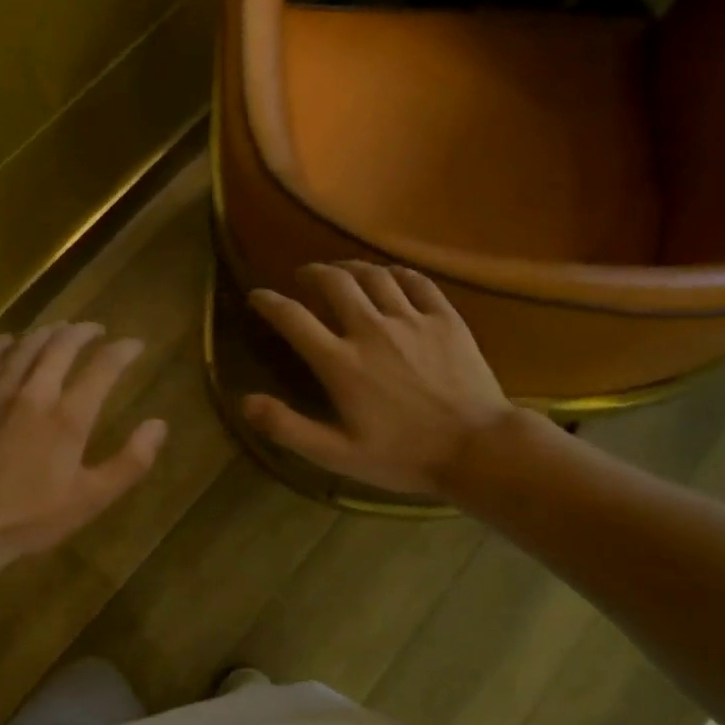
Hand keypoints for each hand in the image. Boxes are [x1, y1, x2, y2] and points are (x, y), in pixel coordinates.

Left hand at [0, 322, 167, 557]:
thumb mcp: (91, 499)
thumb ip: (130, 462)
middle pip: (60, 346)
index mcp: (68, 416)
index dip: (123, 351)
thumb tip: (159, 424)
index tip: (136, 344)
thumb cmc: (31, 517)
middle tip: (96, 329)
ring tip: (58, 329)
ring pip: (23, 348)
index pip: (103, 368)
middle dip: (83, 332)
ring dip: (46, 333)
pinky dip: (1, 346)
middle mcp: (34, 394)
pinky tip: (8, 341)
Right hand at [243, 262, 520, 495]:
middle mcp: (372, 329)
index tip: (257, 296)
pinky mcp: (446, 318)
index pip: (293, 318)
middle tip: (303, 277)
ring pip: (374, 275)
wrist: (478, 449)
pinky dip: (396, 272)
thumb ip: (288, 427)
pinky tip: (390, 277)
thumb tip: (245, 402)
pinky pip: (417, 281)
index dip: (269, 302)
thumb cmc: (403, 456)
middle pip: (334, 282)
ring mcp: (412, 319)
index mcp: (341, 363)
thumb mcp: (337, 454)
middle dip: (312, 273)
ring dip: (350, 267)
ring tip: (341, 271)